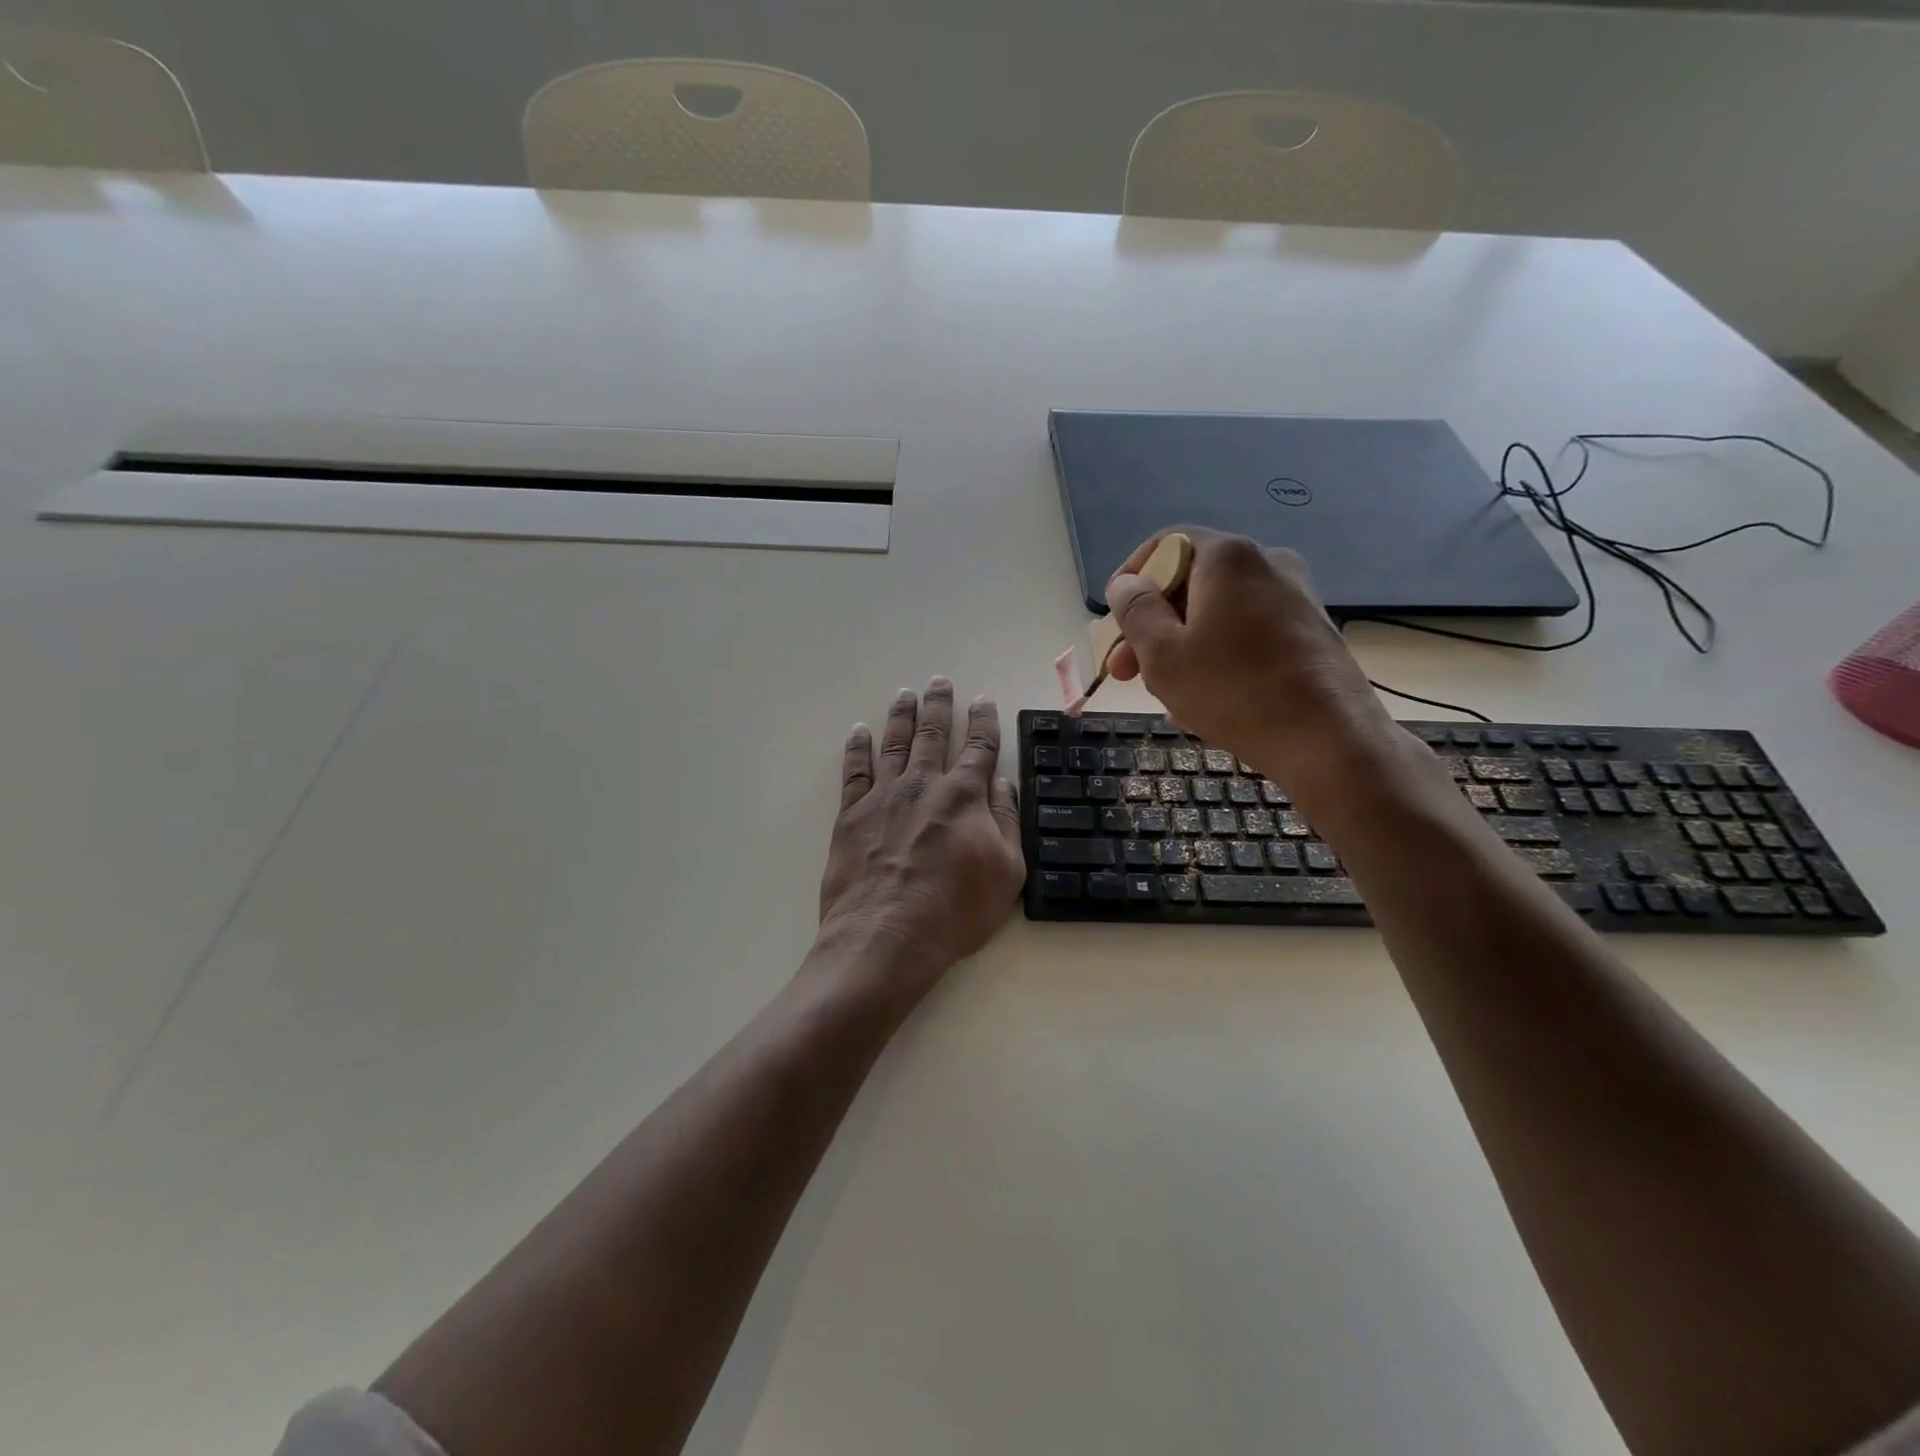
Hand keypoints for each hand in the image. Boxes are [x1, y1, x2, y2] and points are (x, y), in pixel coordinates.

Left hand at [818, 679, 1024, 987]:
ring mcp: (884, 796)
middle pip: (932, 733)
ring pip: (894, 743)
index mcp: (965, 795)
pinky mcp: (851, 814)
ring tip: (905, 693)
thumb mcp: (1006, 871)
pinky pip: (854, 771)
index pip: (979, 747)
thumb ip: (1006, 820)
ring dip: (901, 715)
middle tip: (939, 681)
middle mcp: (924, 784)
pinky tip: (858, 732)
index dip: (983, 721)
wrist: (887, 935)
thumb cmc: (955, 910)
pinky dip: (857, 748)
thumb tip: (1003, 782)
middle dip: (938, 705)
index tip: (982, 700)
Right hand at [1105, 527, 1395, 782]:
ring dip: (1183, 646)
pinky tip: (1206, 699)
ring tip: (1166, 695)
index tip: (1114, 622)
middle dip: (1153, 625)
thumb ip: (1136, 611)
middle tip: (1127, 672)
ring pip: (1219, 612)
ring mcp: (1296, 597)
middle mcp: (1267, 563)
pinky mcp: (1311, 631)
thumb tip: (1126, 583)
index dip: (1131, 579)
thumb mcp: (1163, 655)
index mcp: (1228, 558)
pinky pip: (1248, 632)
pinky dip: (1218, 656)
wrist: (1330, 741)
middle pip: (1192, 582)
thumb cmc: (1234, 692)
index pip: (1166, 544)